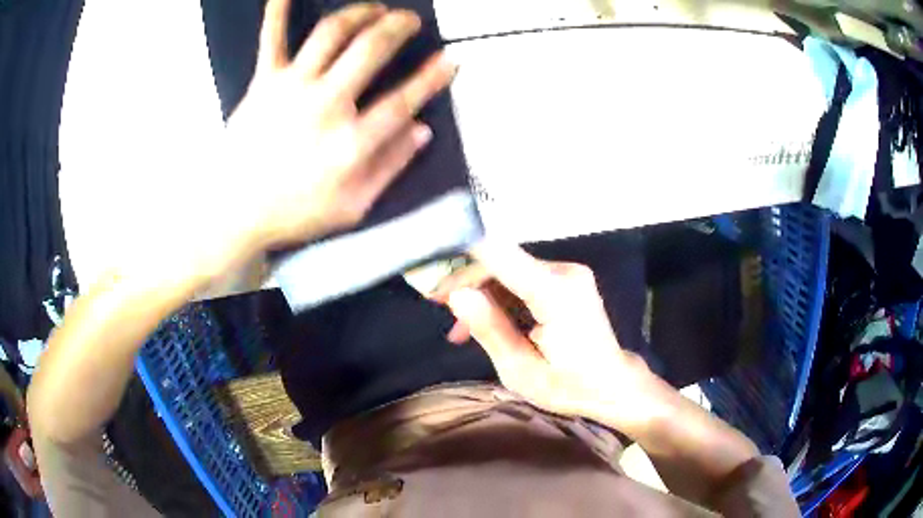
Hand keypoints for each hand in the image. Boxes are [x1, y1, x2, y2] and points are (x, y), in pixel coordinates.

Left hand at [223, 0, 454, 249]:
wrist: (234, 212)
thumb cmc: (294, 213)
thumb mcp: (353, 207)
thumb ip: (390, 167)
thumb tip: (421, 130)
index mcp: (350, 143)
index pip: (404, 101)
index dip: (432, 77)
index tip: (450, 60)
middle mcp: (325, 105)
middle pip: (371, 50)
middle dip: (398, 27)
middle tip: (410, 21)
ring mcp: (291, 88)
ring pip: (332, 33)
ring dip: (360, 12)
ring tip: (375, 8)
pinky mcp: (263, 82)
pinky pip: (272, 38)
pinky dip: (278, 11)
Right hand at [432, 243, 656, 421]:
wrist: (612, 383)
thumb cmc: (570, 385)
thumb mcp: (521, 371)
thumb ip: (490, 330)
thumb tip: (457, 295)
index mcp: (555, 293)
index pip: (501, 254)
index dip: (462, 252)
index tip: (429, 262)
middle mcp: (564, 271)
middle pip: (499, 263)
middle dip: (466, 285)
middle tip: (438, 310)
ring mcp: (568, 272)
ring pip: (507, 270)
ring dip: (481, 294)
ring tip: (460, 331)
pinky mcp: (566, 278)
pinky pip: (521, 278)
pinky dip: (500, 297)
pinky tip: (485, 321)